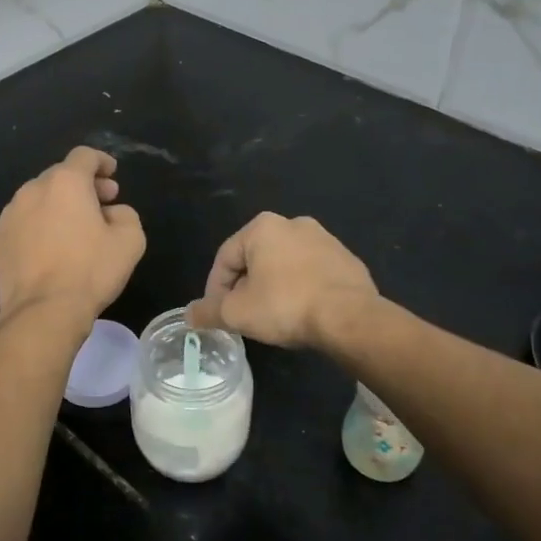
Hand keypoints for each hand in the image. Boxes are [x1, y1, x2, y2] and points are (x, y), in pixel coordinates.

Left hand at [0, 147, 145, 323]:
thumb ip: (125, 215)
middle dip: (82, 185)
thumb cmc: (90, 270)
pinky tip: (50, 250)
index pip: (84, 156)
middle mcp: (32, 190)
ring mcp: (9, 216)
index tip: (112, 175)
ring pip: (38, 199)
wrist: (42, 311)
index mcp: (65, 182)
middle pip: (60, 175)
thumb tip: (111, 214)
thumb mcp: (130, 240)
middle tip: (102, 204)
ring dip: (58, 206)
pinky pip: (23, 223)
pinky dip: (39, 226)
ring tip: (74, 229)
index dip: (101, 161)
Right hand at [185, 213, 376, 348]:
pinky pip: (312, 274)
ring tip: (273, 317)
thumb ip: (208, 311)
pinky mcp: (347, 260)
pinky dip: (301, 290)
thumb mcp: (236, 313)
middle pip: (255, 259)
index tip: (216, 314)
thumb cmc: (285, 306)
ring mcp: (325, 239)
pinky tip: (302, 314)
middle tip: (243, 316)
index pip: (225, 258)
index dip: (214, 289)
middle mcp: (294, 223)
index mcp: (262, 227)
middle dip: (245, 287)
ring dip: (273, 287)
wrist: (350, 317)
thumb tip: (189, 315)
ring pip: (285, 265)